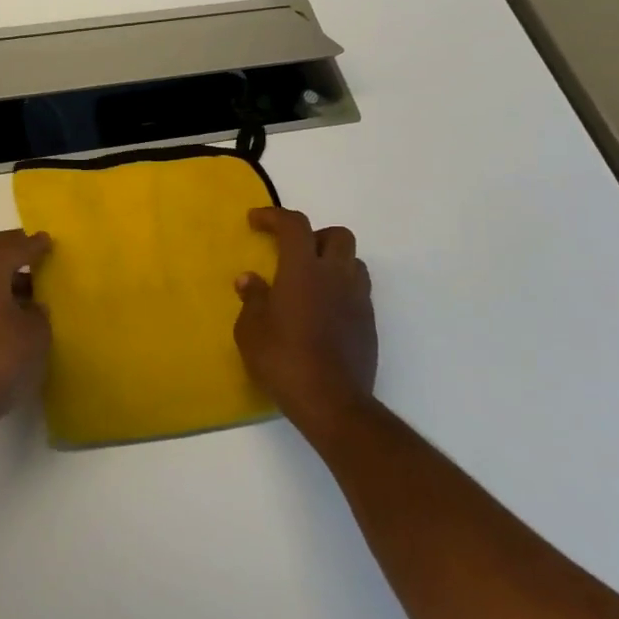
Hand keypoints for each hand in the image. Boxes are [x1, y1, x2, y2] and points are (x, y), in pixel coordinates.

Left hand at [0, 229, 52, 438]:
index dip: (34, 245)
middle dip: (9, 246)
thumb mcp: (36, 331)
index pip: (13, 247)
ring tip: (25, 279)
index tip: (48, 241)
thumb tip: (31, 306)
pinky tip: (7, 304)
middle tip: (32, 248)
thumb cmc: (2, 357)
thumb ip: (37, 310)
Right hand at [234, 207, 377, 442]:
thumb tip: (250, 279)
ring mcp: (357, 299)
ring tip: (310, 282)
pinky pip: (357, 291)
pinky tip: (322, 312)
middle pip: (337, 235)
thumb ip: (252, 299)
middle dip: (314, 237)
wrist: (331, 402)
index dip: (274, 216)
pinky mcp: (369, 323)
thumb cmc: (283, 360)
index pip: (294, 225)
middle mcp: (336, 276)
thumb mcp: (251, 330)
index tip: (255, 221)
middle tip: (292, 254)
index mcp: (303, 270)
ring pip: (353, 262)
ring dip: (332, 262)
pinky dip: (340, 290)